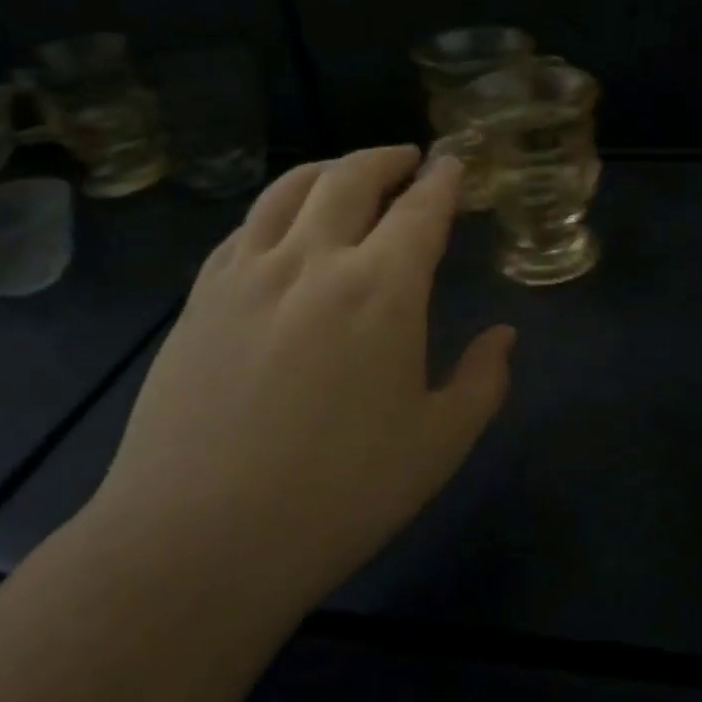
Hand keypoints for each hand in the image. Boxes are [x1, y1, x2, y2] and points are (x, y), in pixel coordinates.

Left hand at [92, 147, 513, 607]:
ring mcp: (248, 273)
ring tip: (348, 173)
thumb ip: (482, 381)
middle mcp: (314, 261)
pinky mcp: (200, 297)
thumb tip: (504, 336)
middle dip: (386, 158)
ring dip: (329, 168)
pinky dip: (277, 207)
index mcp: (383, 290)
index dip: (442, 179)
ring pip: (290, 189)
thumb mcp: (438, 445)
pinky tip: (283, 224)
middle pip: (351, 178)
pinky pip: (244, 226)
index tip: (453, 162)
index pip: (421, 209)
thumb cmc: (338, 495)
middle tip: (407, 159)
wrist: (197, 543)